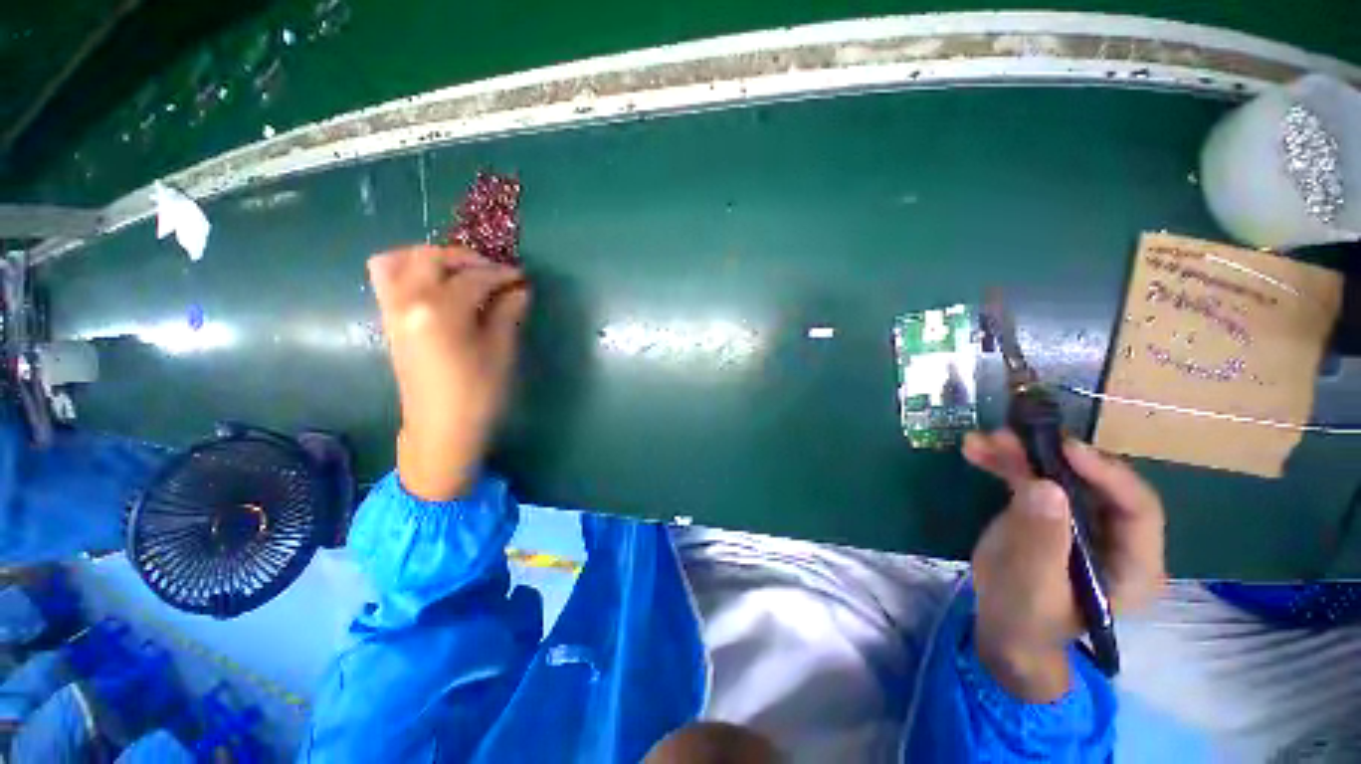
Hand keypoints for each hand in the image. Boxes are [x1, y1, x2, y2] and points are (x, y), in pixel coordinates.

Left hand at [368, 245, 528, 500]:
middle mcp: (408, 301)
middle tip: (493, 271)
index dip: (502, 274)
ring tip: (458, 272)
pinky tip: (440, 289)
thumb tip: (519, 288)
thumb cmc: (478, 393)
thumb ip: (508, 312)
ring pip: (397, 261)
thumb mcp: (501, 351)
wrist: (441, 429)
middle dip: (465, 258)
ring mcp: (392, 311)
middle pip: (430, 257)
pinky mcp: (389, 322)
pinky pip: (389, 280)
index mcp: (439, 310)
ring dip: (429, 258)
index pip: (473, 277)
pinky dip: (412, 271)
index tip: (522, 276)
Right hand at [962, 430, 1165, 700]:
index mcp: (1133, 564)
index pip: (1138, 510)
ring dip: (1020, 454)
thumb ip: (1042, 540)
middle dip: (1053, 457)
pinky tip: (976, 450)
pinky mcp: (1047, 511)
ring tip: (984, 441)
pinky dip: (1003, 463)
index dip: (1108, 475)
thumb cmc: (1026, 618)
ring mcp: (1078, 520)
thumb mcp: (1033, 585)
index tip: (1067, 450)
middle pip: (1094, 483)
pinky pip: (1029, 479)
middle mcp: (1114, 535)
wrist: (1002, 626)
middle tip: (1015, 437)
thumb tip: (1045, 486)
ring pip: (1058, 475)